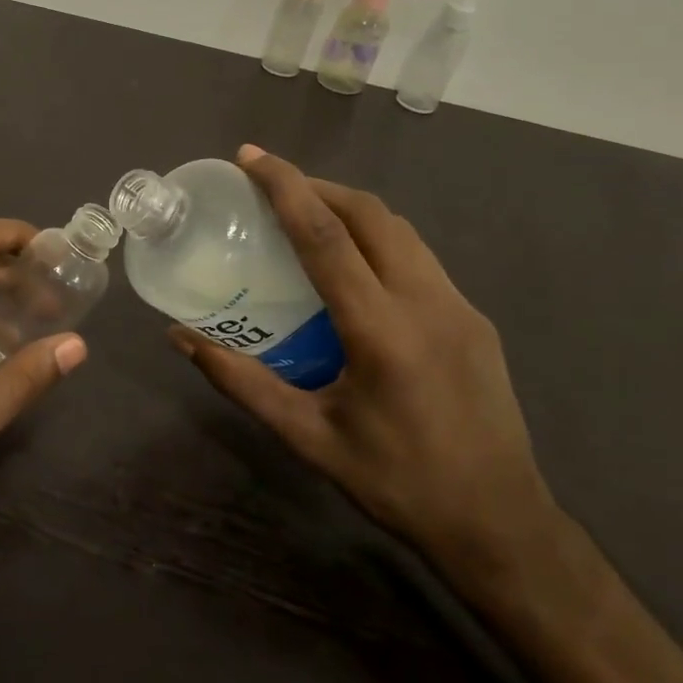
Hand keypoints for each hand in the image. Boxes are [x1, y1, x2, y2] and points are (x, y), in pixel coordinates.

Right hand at [170, 146, 555, 580]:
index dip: (285, 188)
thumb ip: (242, 382)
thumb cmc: (396, 484)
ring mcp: (460, 307)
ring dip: (350, 209)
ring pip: (400, 230)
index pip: (325, 236)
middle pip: (369, 215)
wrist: (501, 525)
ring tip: (307, 214)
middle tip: (271, 184)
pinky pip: (419, 257)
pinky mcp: (475, 319)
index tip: (251, 157)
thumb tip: (182, 340)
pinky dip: (378, 239)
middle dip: (317, 186)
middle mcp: (426, 303)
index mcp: (381, 331)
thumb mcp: (308, 437)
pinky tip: (354, 267)